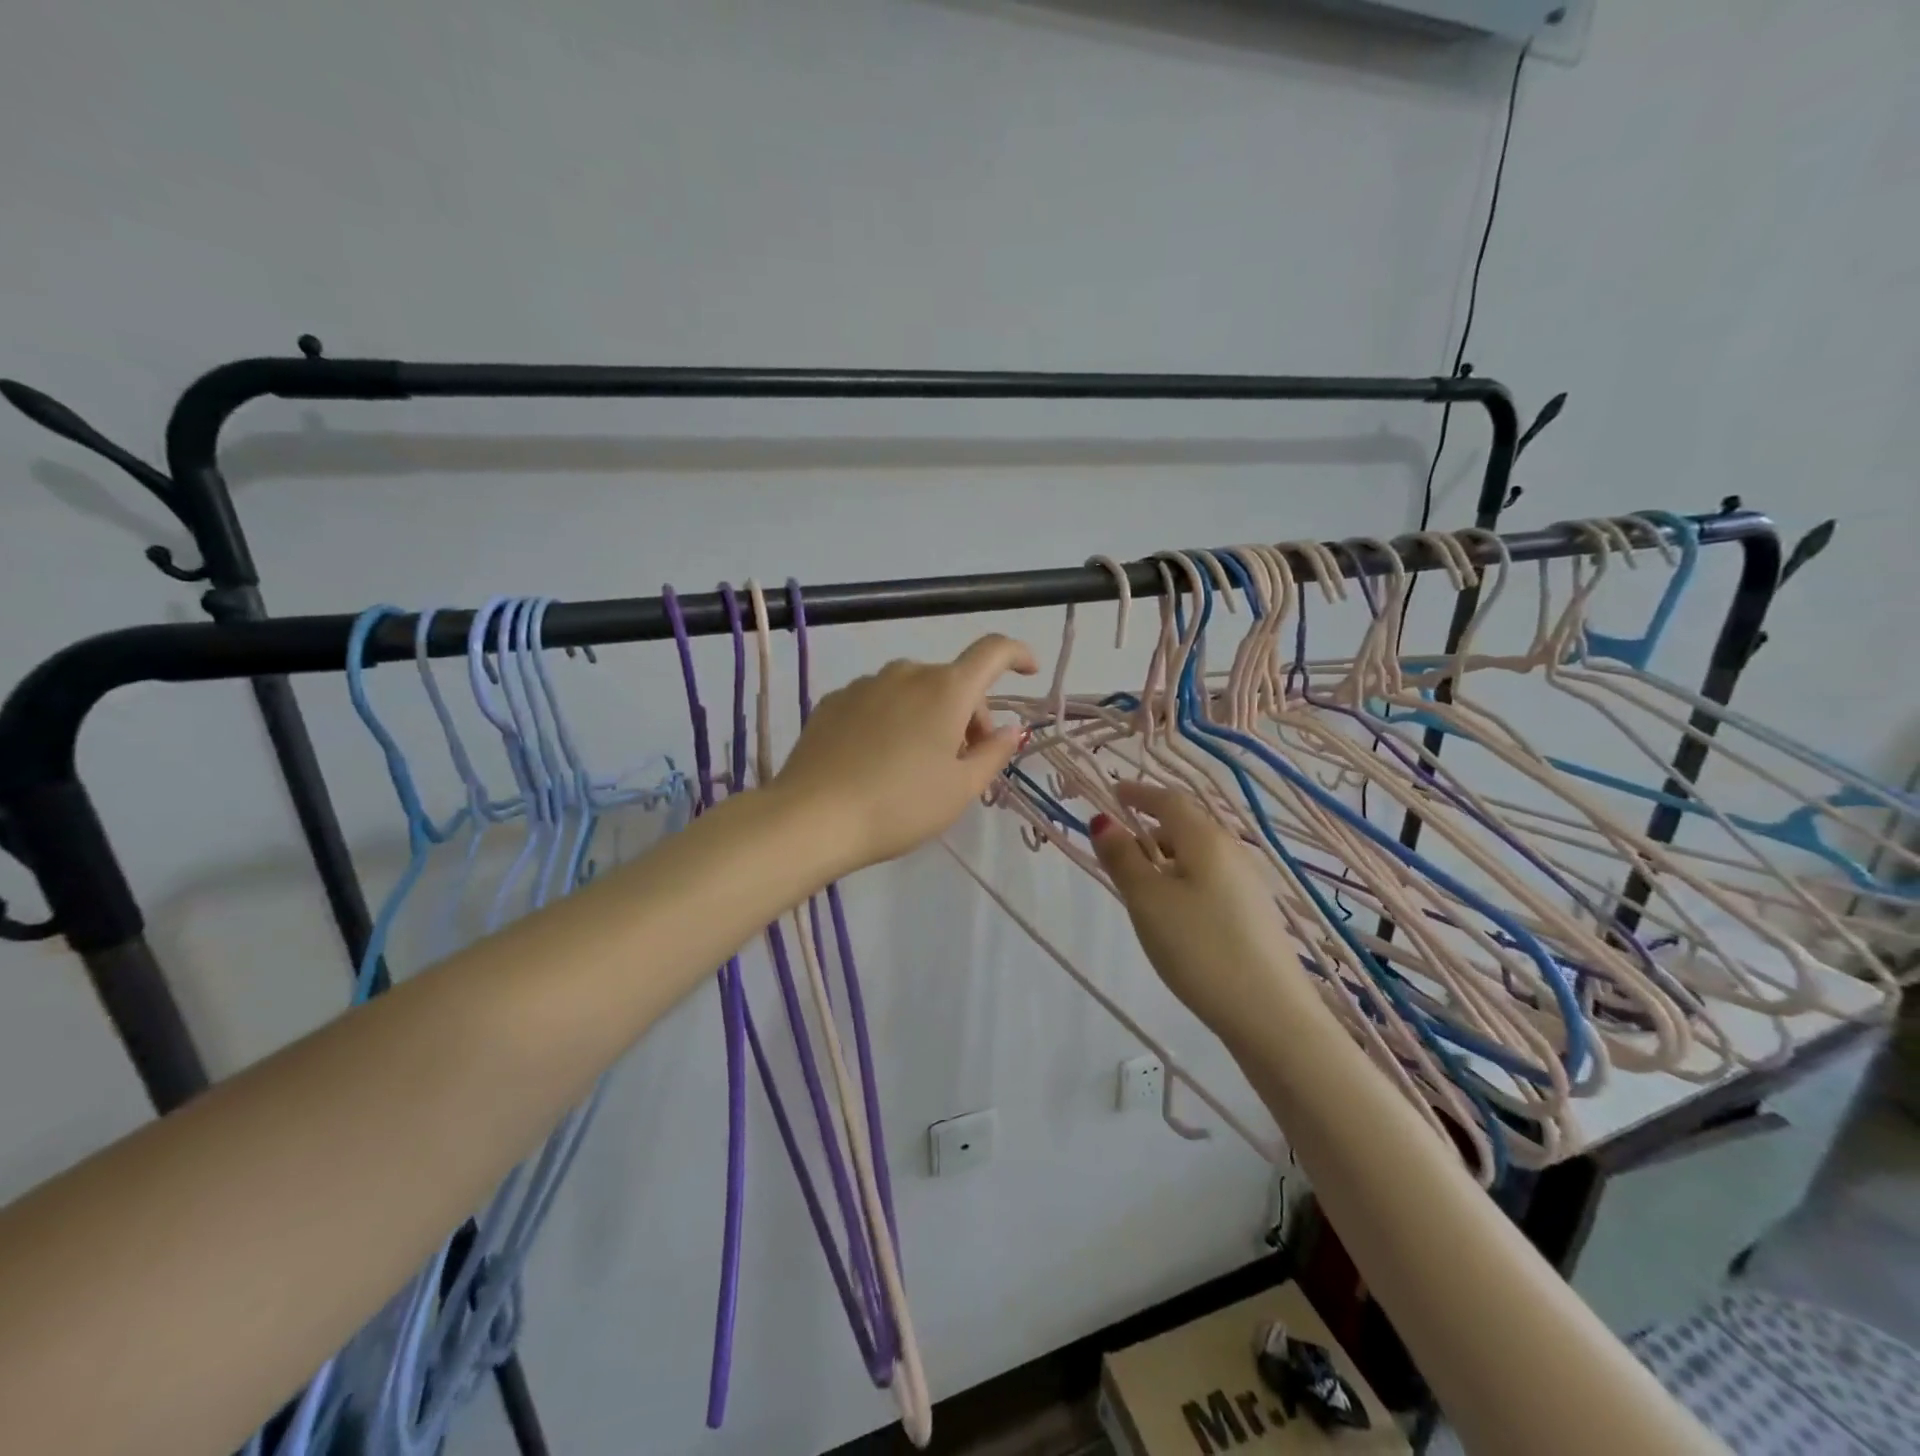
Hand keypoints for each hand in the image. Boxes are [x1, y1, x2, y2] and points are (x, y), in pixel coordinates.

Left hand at [774, 634, 1037, 872]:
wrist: (813, 818)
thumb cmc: (901, 805)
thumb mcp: (960, 789)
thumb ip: (993, 754)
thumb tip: (1011, 730)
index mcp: (946, 689)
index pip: (993, 652)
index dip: (1017, 655)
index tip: (1028, 672)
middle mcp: (906, 673)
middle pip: (952, 681)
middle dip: (969, 714)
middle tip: (964, 761)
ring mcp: (865, 685)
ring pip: (913, 690)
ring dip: (929, 715)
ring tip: (918, 764)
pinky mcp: (833, 701)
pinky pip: (878, 701)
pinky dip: (892, 719)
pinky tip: (878, 760)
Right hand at [1091, 780, 1308, 1036]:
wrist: (1271, 1014)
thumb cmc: (1200, 947)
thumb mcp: (1148, 900)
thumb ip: (1122, 858)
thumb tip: (1103, 820)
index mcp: (1206, 840)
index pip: (1169, 800)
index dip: (1138, 793)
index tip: (1113, 792)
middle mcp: (1232, 852)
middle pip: (1186, 826)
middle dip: (1150, 827)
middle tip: (1118, 848)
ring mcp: (1248, 884)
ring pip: (1199, 855)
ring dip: (1166, 856)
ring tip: (1140, 884)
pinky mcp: (1254, 914)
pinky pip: (1211, 879)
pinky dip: (1184, 879)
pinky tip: (1174, 912)